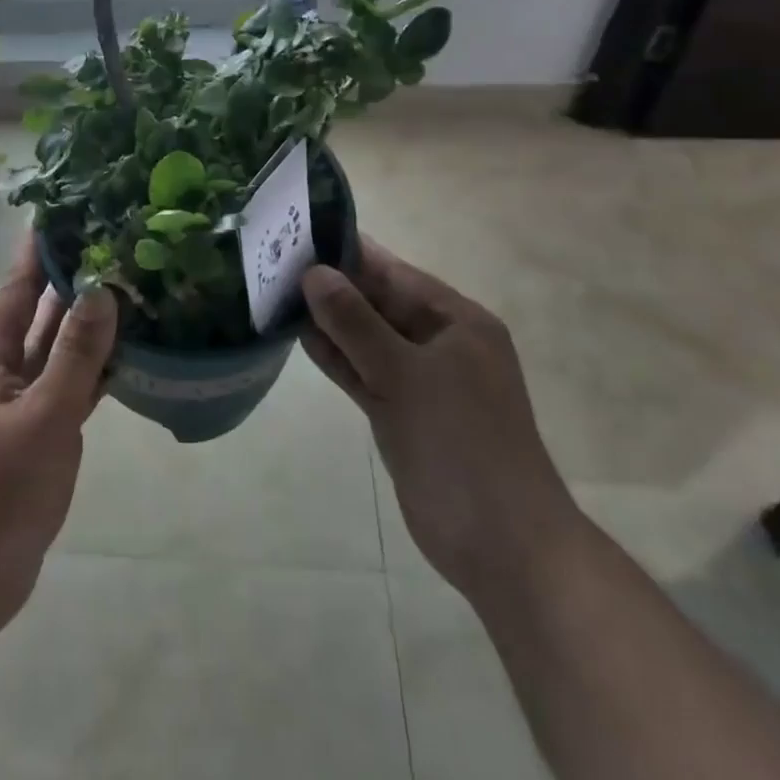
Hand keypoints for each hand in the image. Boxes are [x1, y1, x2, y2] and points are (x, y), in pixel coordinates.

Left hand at [0, 246, 116, 644]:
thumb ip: (74, 355)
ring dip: (87, 320)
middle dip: (69, 277)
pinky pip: (71, 385)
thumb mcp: (41, 418)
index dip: (37, 250)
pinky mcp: (39, 435)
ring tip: (128, 285)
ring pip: (58, 348)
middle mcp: (4, 372)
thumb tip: (101, 289)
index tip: (64, 211)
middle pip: (39, 312)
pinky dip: (95, 367)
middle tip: (111, 241)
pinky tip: (127, 355)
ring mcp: (22, 405)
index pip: (17, 287)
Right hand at [301, 239, 580, 601]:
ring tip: (277, 293)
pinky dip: (337, 357)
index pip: (395, 273)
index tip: (301, 232)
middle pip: (379, 303)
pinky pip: (365, 372)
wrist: (503, 547)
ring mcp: (421, 380)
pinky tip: (299, 337)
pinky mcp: (403, 413)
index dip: (350, 253)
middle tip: (276, 262)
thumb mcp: (404, 374)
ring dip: (330, 322)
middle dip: (333, 287)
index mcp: (457, 321)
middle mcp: (440, 343)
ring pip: (368, 339)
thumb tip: (314, 273)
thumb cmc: (461, 445)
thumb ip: (355, 322)